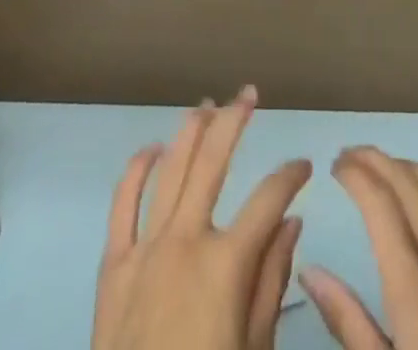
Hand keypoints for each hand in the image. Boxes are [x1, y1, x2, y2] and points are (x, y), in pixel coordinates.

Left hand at [92, 86, 311, 349]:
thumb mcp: (254, 348)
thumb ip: (272, 282)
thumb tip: (292, 223)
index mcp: (226, 263)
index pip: (268, 199)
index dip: (290, 176)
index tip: (305, 165)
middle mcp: (185, 240)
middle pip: (212, 161)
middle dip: (234, 120)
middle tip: (250, 93)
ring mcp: (145, 247)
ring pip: (169, 169)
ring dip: (190, 132)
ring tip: (207, 105)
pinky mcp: (112, 264)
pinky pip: (123, 203)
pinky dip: (138, 169)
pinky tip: (153, 149)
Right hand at [300, 148, 417, 349]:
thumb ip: (348, 322)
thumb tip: (310, 271)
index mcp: (415, 289)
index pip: (380, 204)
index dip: (355, 174)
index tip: (334, 165)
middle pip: (410, 184)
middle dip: (376, 160)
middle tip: (348, 156)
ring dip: (408, 169)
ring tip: (383, 170)